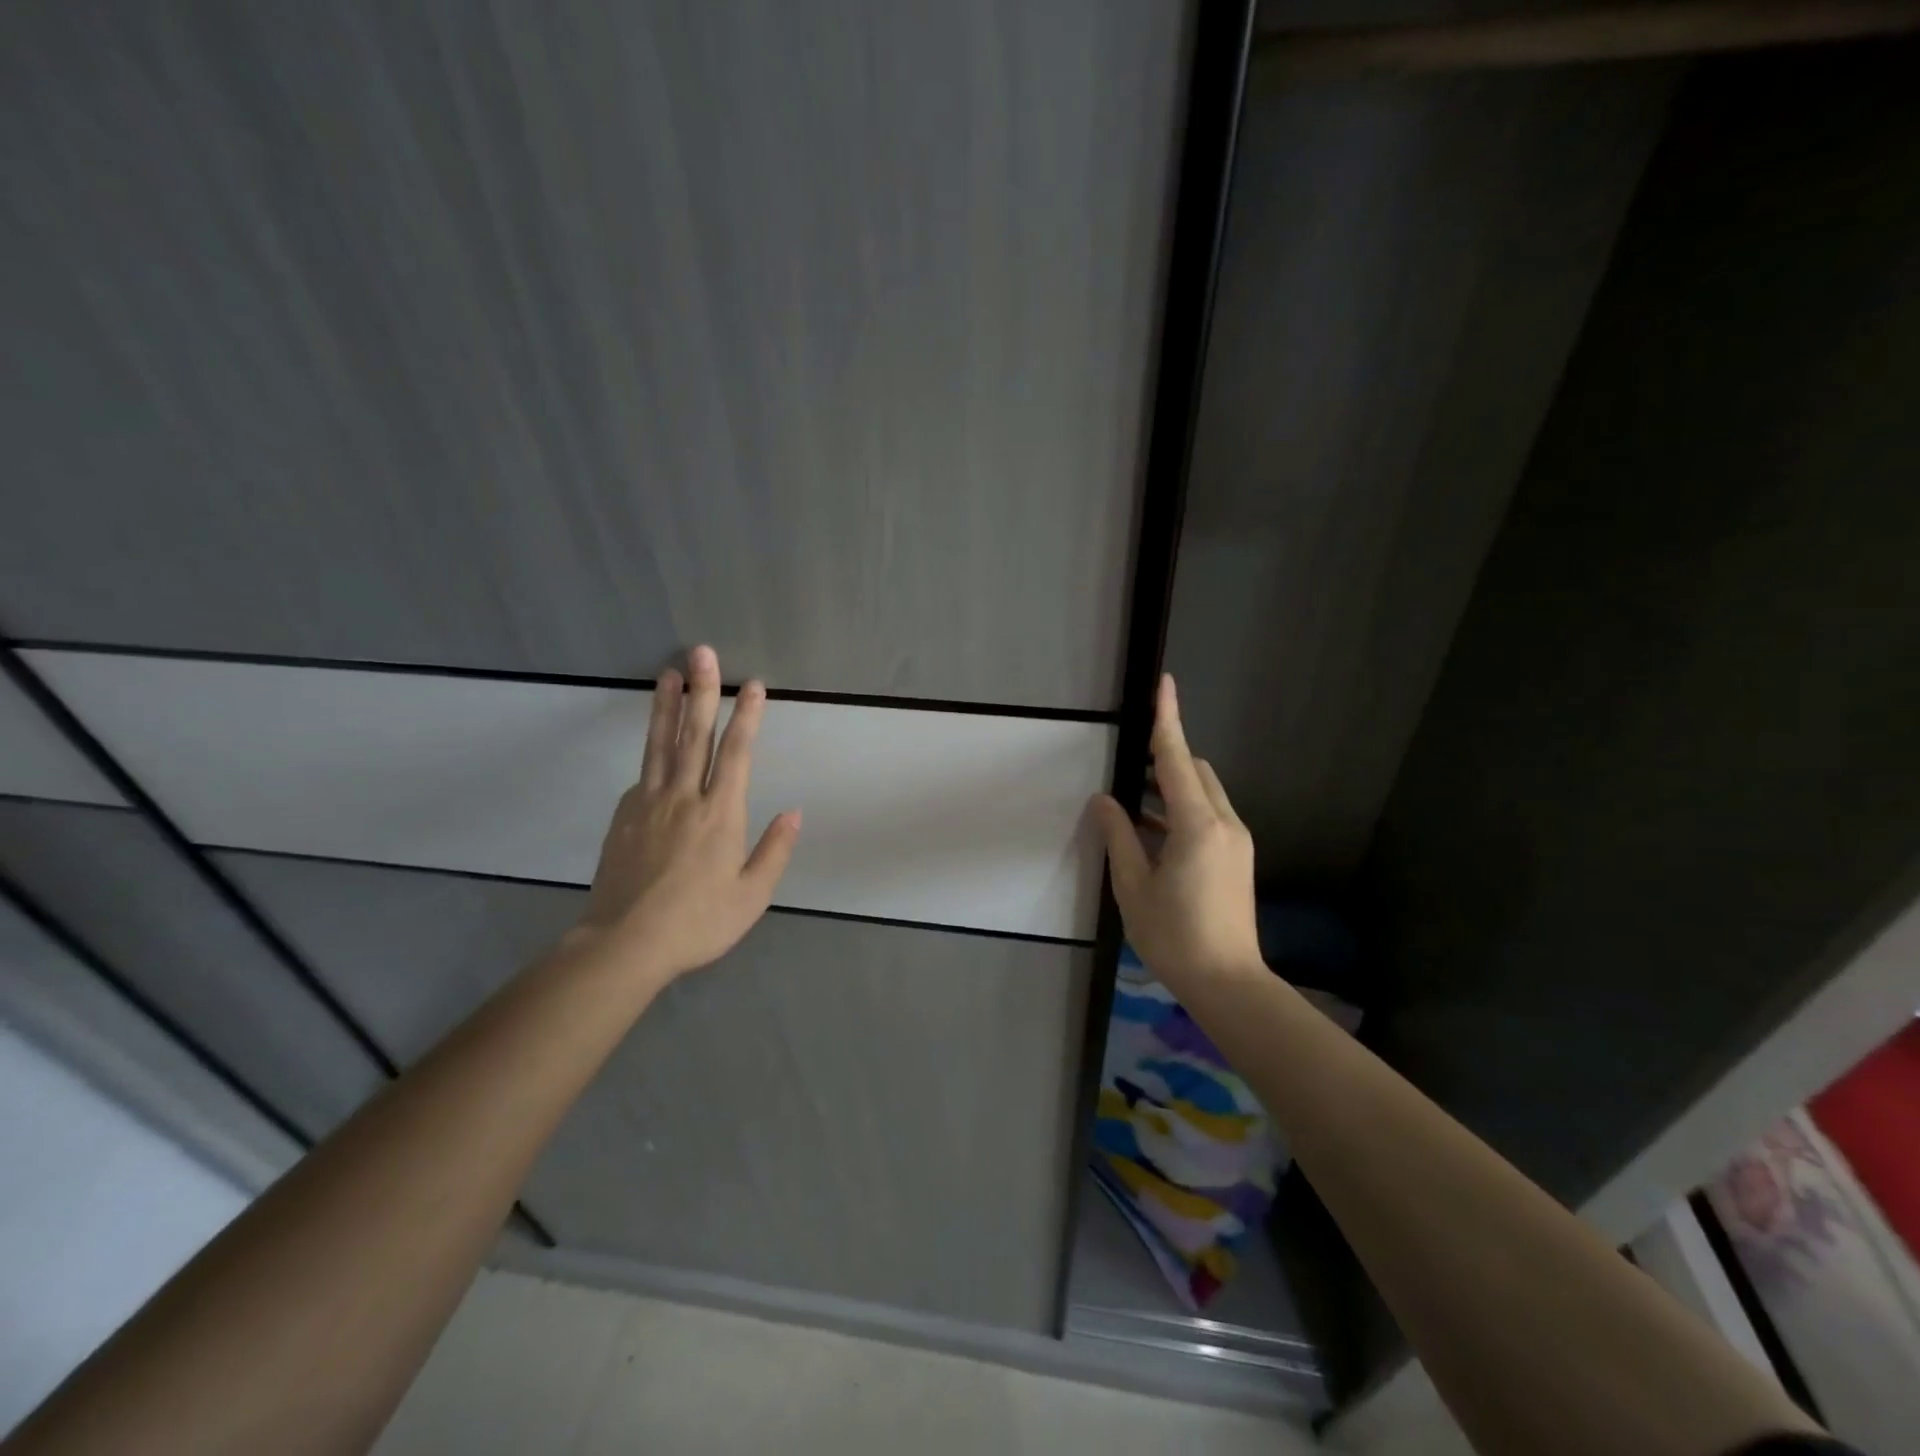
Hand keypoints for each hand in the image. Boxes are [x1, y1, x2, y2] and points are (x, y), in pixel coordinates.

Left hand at [575, 645, 800, 984]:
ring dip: (667, 706)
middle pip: (695, 735)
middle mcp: (684, 798)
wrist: (624, 944)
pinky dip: (652, 752)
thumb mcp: (751, 896)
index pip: (737, 754)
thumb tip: (794, 813)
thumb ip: (774, 851)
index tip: (754, 685)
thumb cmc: (697, 923)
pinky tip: (656, 744)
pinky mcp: (624, 816)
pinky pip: (643, 775)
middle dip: (703, 691)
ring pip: (661, 745)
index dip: (747, 717)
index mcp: (721, 815)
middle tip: (702, 653)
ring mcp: (648, 803)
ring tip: (668, 673)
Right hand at [1091, 674, 1262, 989]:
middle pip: (1196, 772)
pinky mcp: (1238, 856)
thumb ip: (1118, 837)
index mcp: (1197, 827)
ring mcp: (1237, 840)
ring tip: (1134, 804)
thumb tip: (1104, 801)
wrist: (1229, 983)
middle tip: (1130, 769)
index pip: (1178, 760)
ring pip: (1204, 793)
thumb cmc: (1174, 937)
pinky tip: (1154, 834)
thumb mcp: (1133, 888)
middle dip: (1167, 759)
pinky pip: (1209, 815)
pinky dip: (1182, 811)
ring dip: (1172, 788)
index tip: (1165, 685)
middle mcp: (1225, 824)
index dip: (1168, 720)